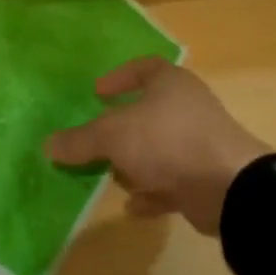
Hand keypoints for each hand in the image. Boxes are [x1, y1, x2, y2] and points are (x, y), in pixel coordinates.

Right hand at [43, 59, 271, 235]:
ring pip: (160, 148)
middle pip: (149, 111)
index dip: (119, 77)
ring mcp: (200, 143)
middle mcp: (188, 107)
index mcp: (171, 83)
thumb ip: (80, 140)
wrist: (228, 188)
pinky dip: (152, 192)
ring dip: (136, 163)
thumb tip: (47, 145)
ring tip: (111, 175)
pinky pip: (172, 181)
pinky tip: (133, 206)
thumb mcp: (114, 136)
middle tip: (97, 140)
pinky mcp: (206, 178)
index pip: (144, 67)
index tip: (97, 93)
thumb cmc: (167, 141)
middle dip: (122, 128)